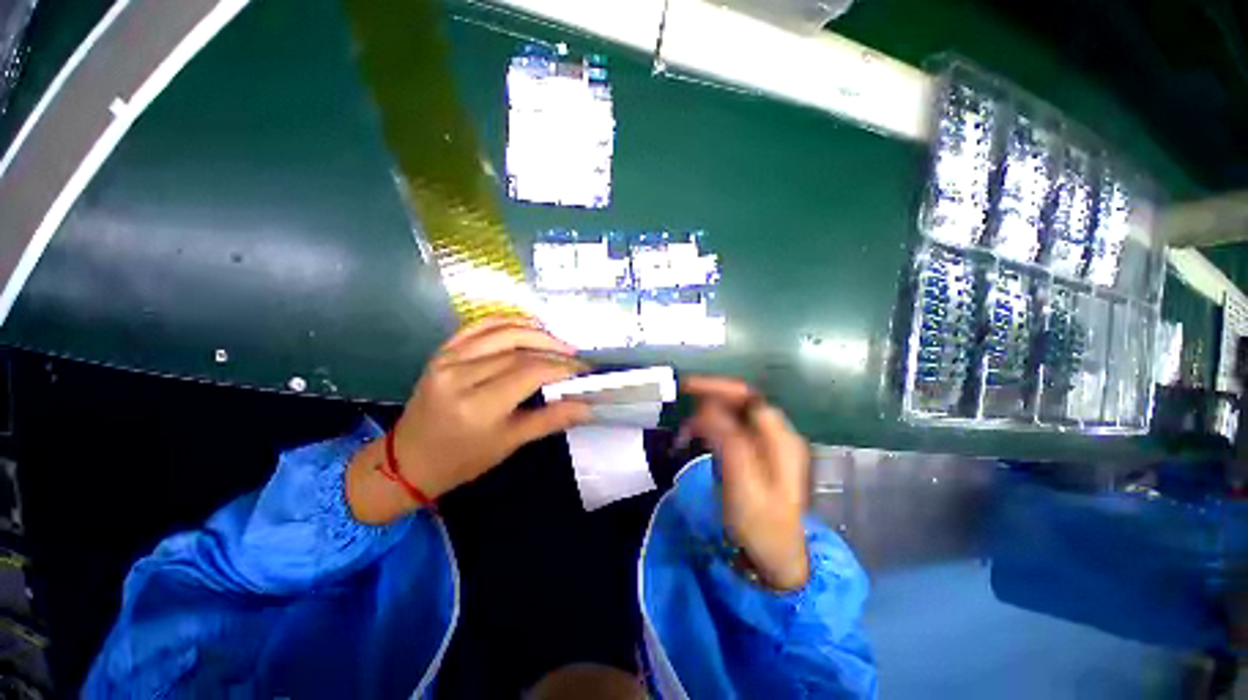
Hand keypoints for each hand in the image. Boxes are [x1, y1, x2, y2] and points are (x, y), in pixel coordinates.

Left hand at [348, 318, 589, 523]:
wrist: (408, 459)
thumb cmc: (462, 460)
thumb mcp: (510, 444)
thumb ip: (551, 419)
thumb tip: (588, 406)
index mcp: (477, 406)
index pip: (530, 373)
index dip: (562, 368)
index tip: (583, 371)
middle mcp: (460, 376)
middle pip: (519, 351)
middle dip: (554, 351)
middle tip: (575, 357)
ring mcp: (447, 359)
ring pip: (502, 332)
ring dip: (536, 332)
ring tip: (559, 341)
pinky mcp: (442, 352)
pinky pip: (479, 326)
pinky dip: (507, 320)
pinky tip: (528, 325)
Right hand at [682, 376, 811, 590]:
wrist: (776, 560)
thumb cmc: (762, 526)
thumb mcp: (744, 484)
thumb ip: (729, 441)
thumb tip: (707, 407)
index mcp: (781, 439)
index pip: (747, 397)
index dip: (718, 387)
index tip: (686, 387)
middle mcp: (777, 435)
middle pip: (741, 402)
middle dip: (709, 400)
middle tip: (682, 408)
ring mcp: (768, 445)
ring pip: (734, 415)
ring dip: (708, 416)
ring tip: (685, 432)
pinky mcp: (756, 455)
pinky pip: (731, 430)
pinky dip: (711, 428)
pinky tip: (698, 438)